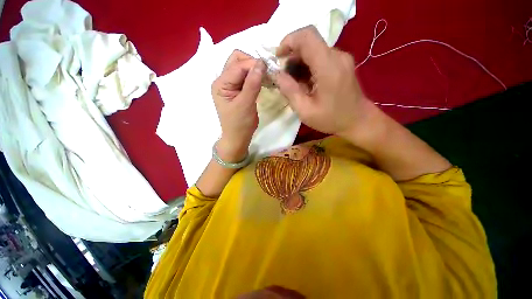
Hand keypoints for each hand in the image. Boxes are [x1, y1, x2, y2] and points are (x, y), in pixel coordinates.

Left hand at [211, 50, 265, 161]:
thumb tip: (261, 63)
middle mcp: (223, 81)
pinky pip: (246, 77)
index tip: (269, 69)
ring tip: (266, 77)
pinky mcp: (237, 90)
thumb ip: (252, 83)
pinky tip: (262, 81)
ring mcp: (230, 85)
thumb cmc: (240, 124)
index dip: (253, 64)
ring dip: (254, 69)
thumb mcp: (246, 104)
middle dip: (252, 63)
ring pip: (242, 67)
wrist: (238, 137)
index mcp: (221, 84)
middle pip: (237, 61)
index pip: (237, 65)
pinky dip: (254, 76)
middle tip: (266, 73)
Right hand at [275, 26, 371, 137]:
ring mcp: (341, 58)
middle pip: (309, 42)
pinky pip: (320, 57)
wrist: (358, 120)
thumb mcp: (305, 110)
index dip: (288, 41)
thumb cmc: (331, 119)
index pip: (307, 36)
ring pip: (313, 50)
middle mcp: (337, 56)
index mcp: (328, 67)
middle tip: (284, 77)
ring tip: (294, 83)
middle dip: (291, 56)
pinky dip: (308, 66)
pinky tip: (305, 82)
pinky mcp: (342, 63)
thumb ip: (289, 90)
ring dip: (299, 63)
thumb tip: (276, 74)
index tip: (278, 58)